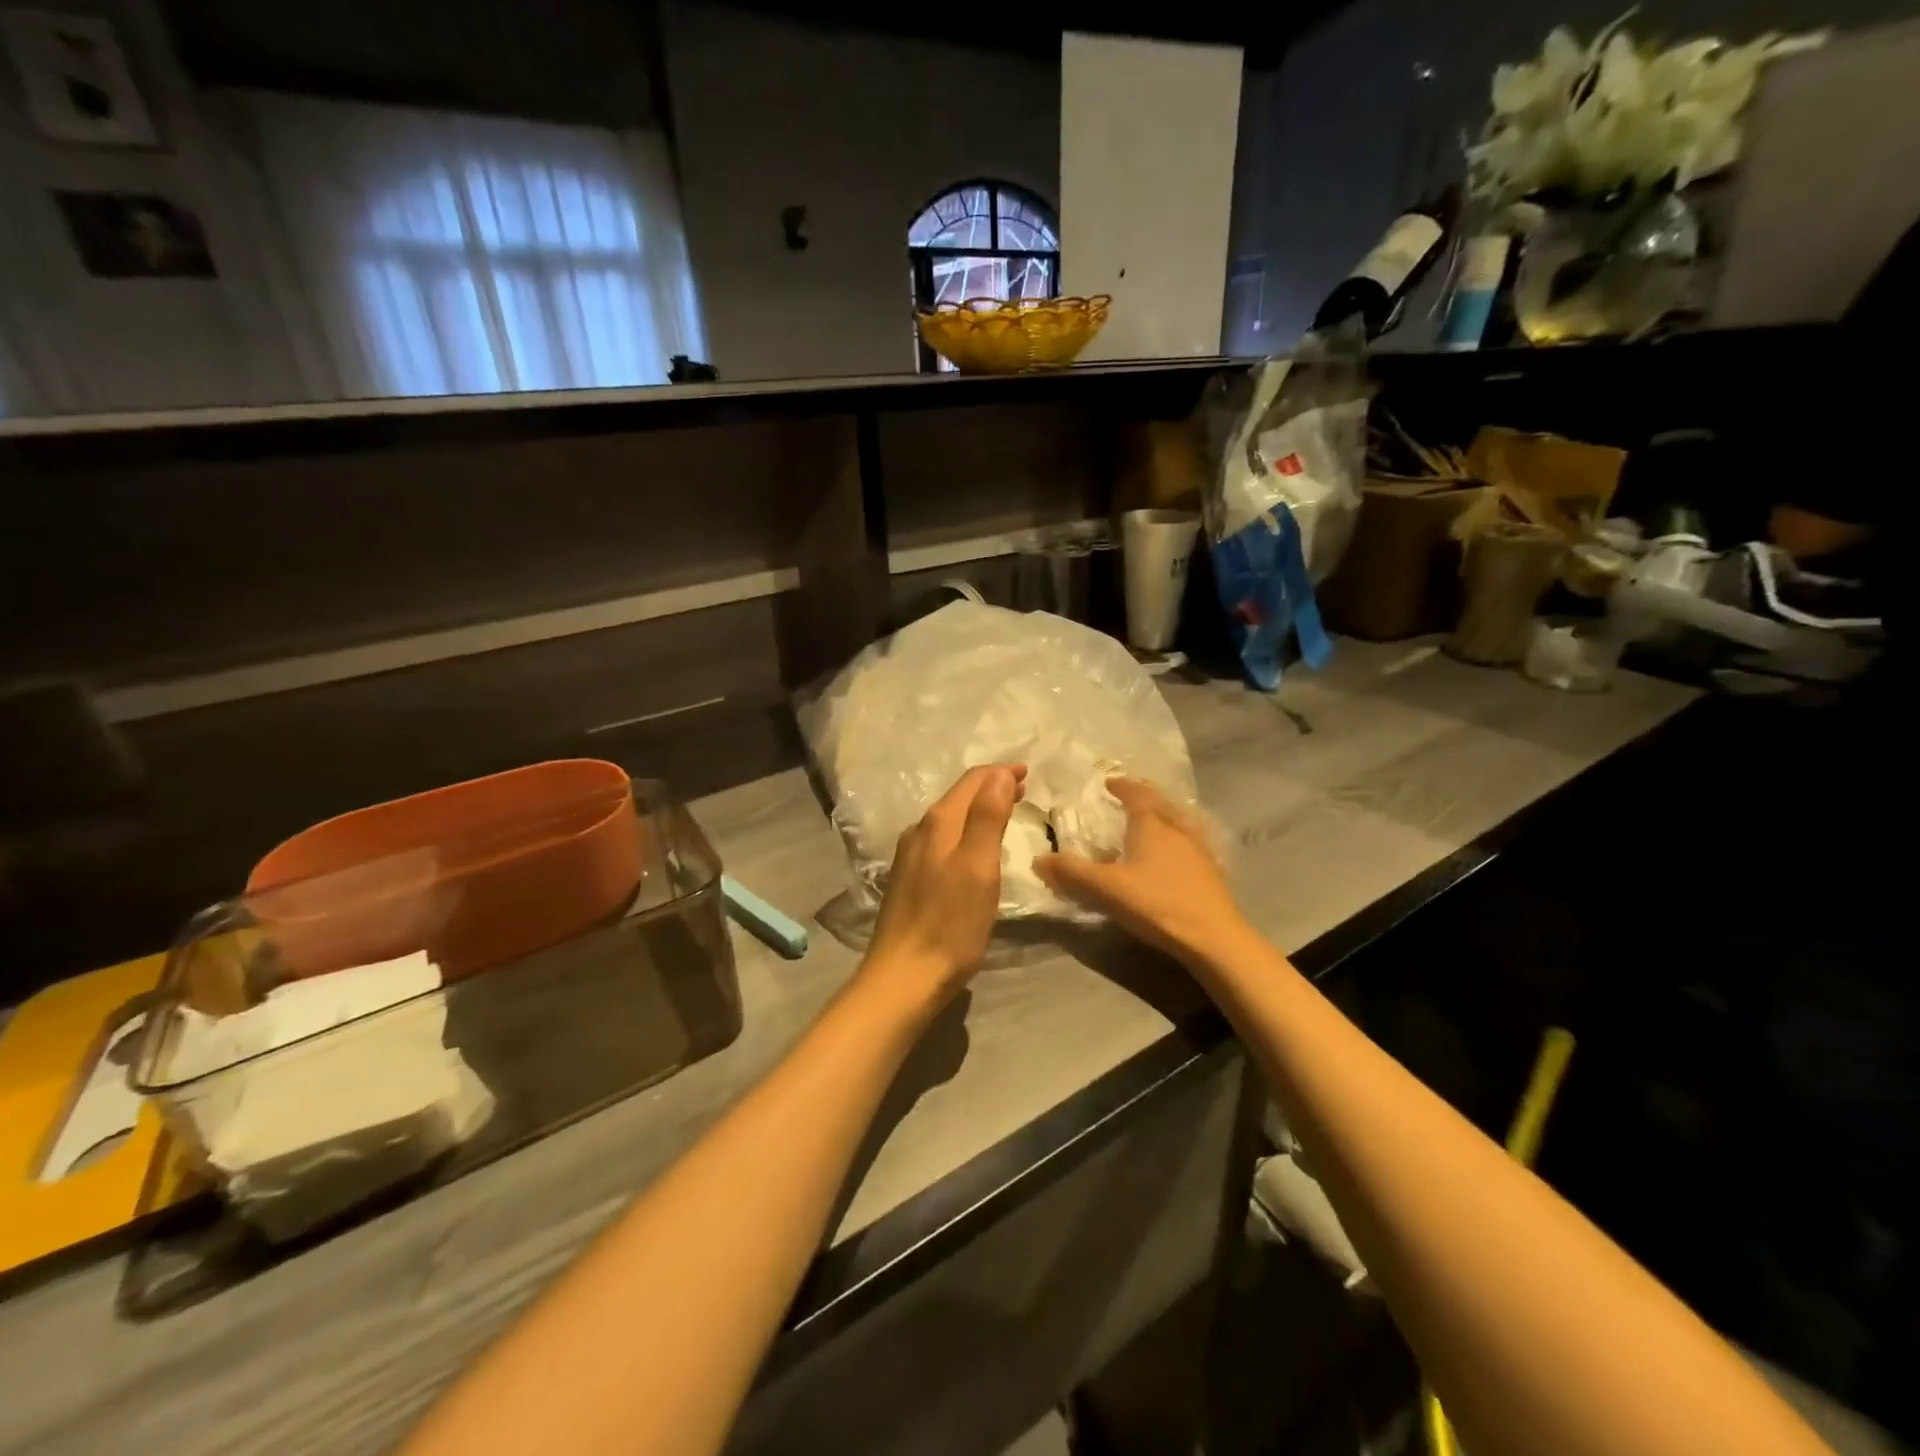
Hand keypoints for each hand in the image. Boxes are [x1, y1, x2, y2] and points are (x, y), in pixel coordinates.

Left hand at [863, 764, 1024, 1003]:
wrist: (904, 977)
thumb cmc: (950, 923)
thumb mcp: (978, 867)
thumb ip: (988, 817)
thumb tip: (999, 774)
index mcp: (938, 823)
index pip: (972, 782)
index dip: (1001, 773)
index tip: (1028, 772)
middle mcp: (919, 832)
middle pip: (959, 797)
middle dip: (991, 788)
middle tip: (1023, 790)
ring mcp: (910, 857)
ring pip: (949, 819)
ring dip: (978, 809)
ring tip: (1005, 813)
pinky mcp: (910, 880)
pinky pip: (942, 840)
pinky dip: (965, 832)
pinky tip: (974, 848)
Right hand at [1037, 777, 1245, 963]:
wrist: (1214, 937)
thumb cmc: (1156, 903)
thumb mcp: (1106, 888)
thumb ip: (1071, 873)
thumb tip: (1038, 859)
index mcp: (1151, 825)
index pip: (1136, 794)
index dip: (1122, 786)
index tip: (1109, 783)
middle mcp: (1177, 830)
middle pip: (1160, 805)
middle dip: (1143, 798)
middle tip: (1128, 798)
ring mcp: (1198, 851)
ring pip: (1178, 824)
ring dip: (1162, 819)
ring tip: (1150, 825)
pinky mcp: (1211, 873)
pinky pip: (1190, 845)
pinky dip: (1176, 842)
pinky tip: (1173, 858)